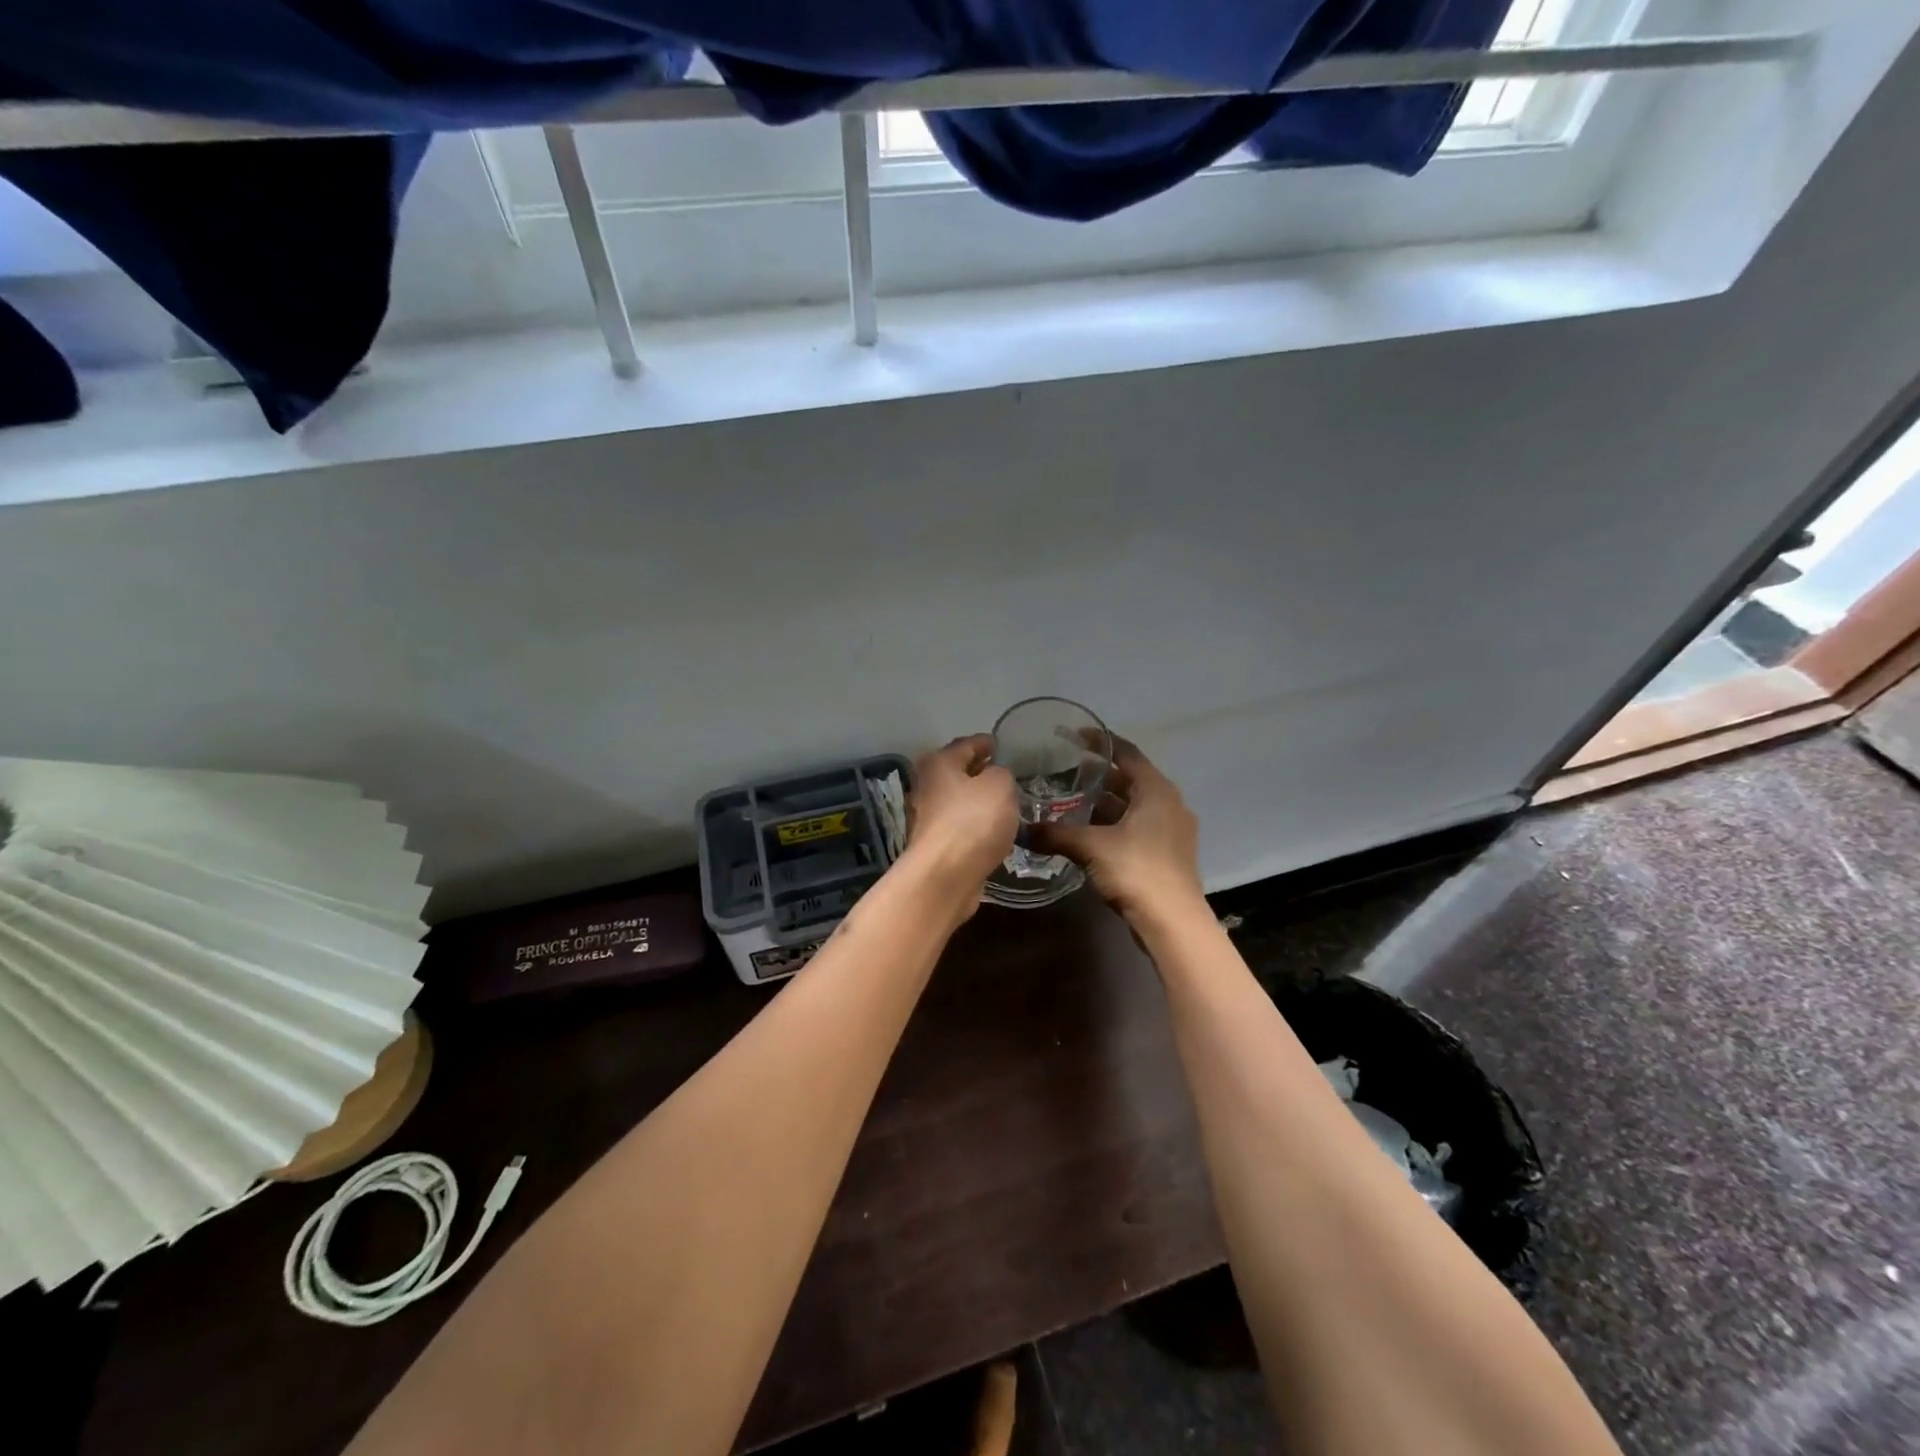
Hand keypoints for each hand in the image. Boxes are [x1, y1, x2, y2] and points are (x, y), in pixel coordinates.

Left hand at [903, 734, 1019, 908]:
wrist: (944, 876)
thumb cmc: (972, 822)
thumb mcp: (1000, 786)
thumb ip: (1002, 774)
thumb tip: (995, 777)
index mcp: (939, 763)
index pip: (966, 744)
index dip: (986, 742)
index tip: (1001, 744)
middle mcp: (927, 787)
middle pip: (958, 773)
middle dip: (981, 773)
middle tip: (1008, 775)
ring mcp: (928, 818)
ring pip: (959, 802)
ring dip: (979, 802)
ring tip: (1007, 803)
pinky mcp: (935, 846)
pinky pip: (961, 827)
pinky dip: (976, 826)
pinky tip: (995, 831)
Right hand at [1030, 737, 1202, 927]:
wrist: (1172, 922)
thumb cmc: (1136, 870)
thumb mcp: (1091, 847)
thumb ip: (1056, 834)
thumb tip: (1023, 829)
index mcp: (1156, 790)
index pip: (1127, 754)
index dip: (1101, 742)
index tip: (1076, 736)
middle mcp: (1168, 803)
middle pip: (1131, 780)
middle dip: (1100, 776)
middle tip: (1066, 772)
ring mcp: (1171, 830)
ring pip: (1134, 806)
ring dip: (1106, 804)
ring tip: (1072, 802)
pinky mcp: (1168, 854)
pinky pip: (1138, 827)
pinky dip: (1114, 824)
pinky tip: (1089, 834)